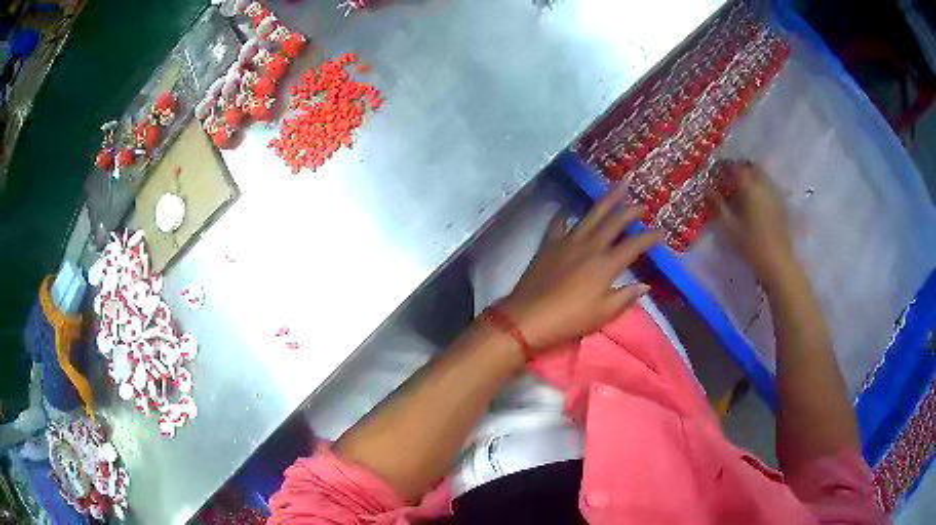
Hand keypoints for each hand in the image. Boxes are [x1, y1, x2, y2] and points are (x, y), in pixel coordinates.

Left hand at [497, 187, 661, 353]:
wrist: (530, 316)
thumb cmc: (570, 319)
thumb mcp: (604, 313)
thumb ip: (626, 297)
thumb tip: (644, 285)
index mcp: (607, 264)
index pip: (634, 245)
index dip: (649, 237)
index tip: (660, 232)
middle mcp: (590, 245)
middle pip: (614, 222)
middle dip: (630, 211)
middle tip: (642, 203)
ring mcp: (568, 241)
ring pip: (591, 215)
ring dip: (606, 200)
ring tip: (617, 187)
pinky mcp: (549, 243)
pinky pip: (559, 223)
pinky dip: (565, 213)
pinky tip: (569, 207)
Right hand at [710, 160, 795, 283]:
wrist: (777, 261)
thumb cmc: (751, 244)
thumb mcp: (729, 227)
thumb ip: (718, 205)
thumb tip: (708, 190)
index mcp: (749, 187)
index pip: (735, 167)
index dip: (724, 166)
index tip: (716, 172)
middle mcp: (763, 184)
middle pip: (751, 167)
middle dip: (740, 169)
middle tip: (730, 179)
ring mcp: (775, 193)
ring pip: (761, 175)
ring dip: (751, 176)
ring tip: (742, 189)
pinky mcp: (781, 203)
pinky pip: (768, 186)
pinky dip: (760, 186)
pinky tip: (755, 200)